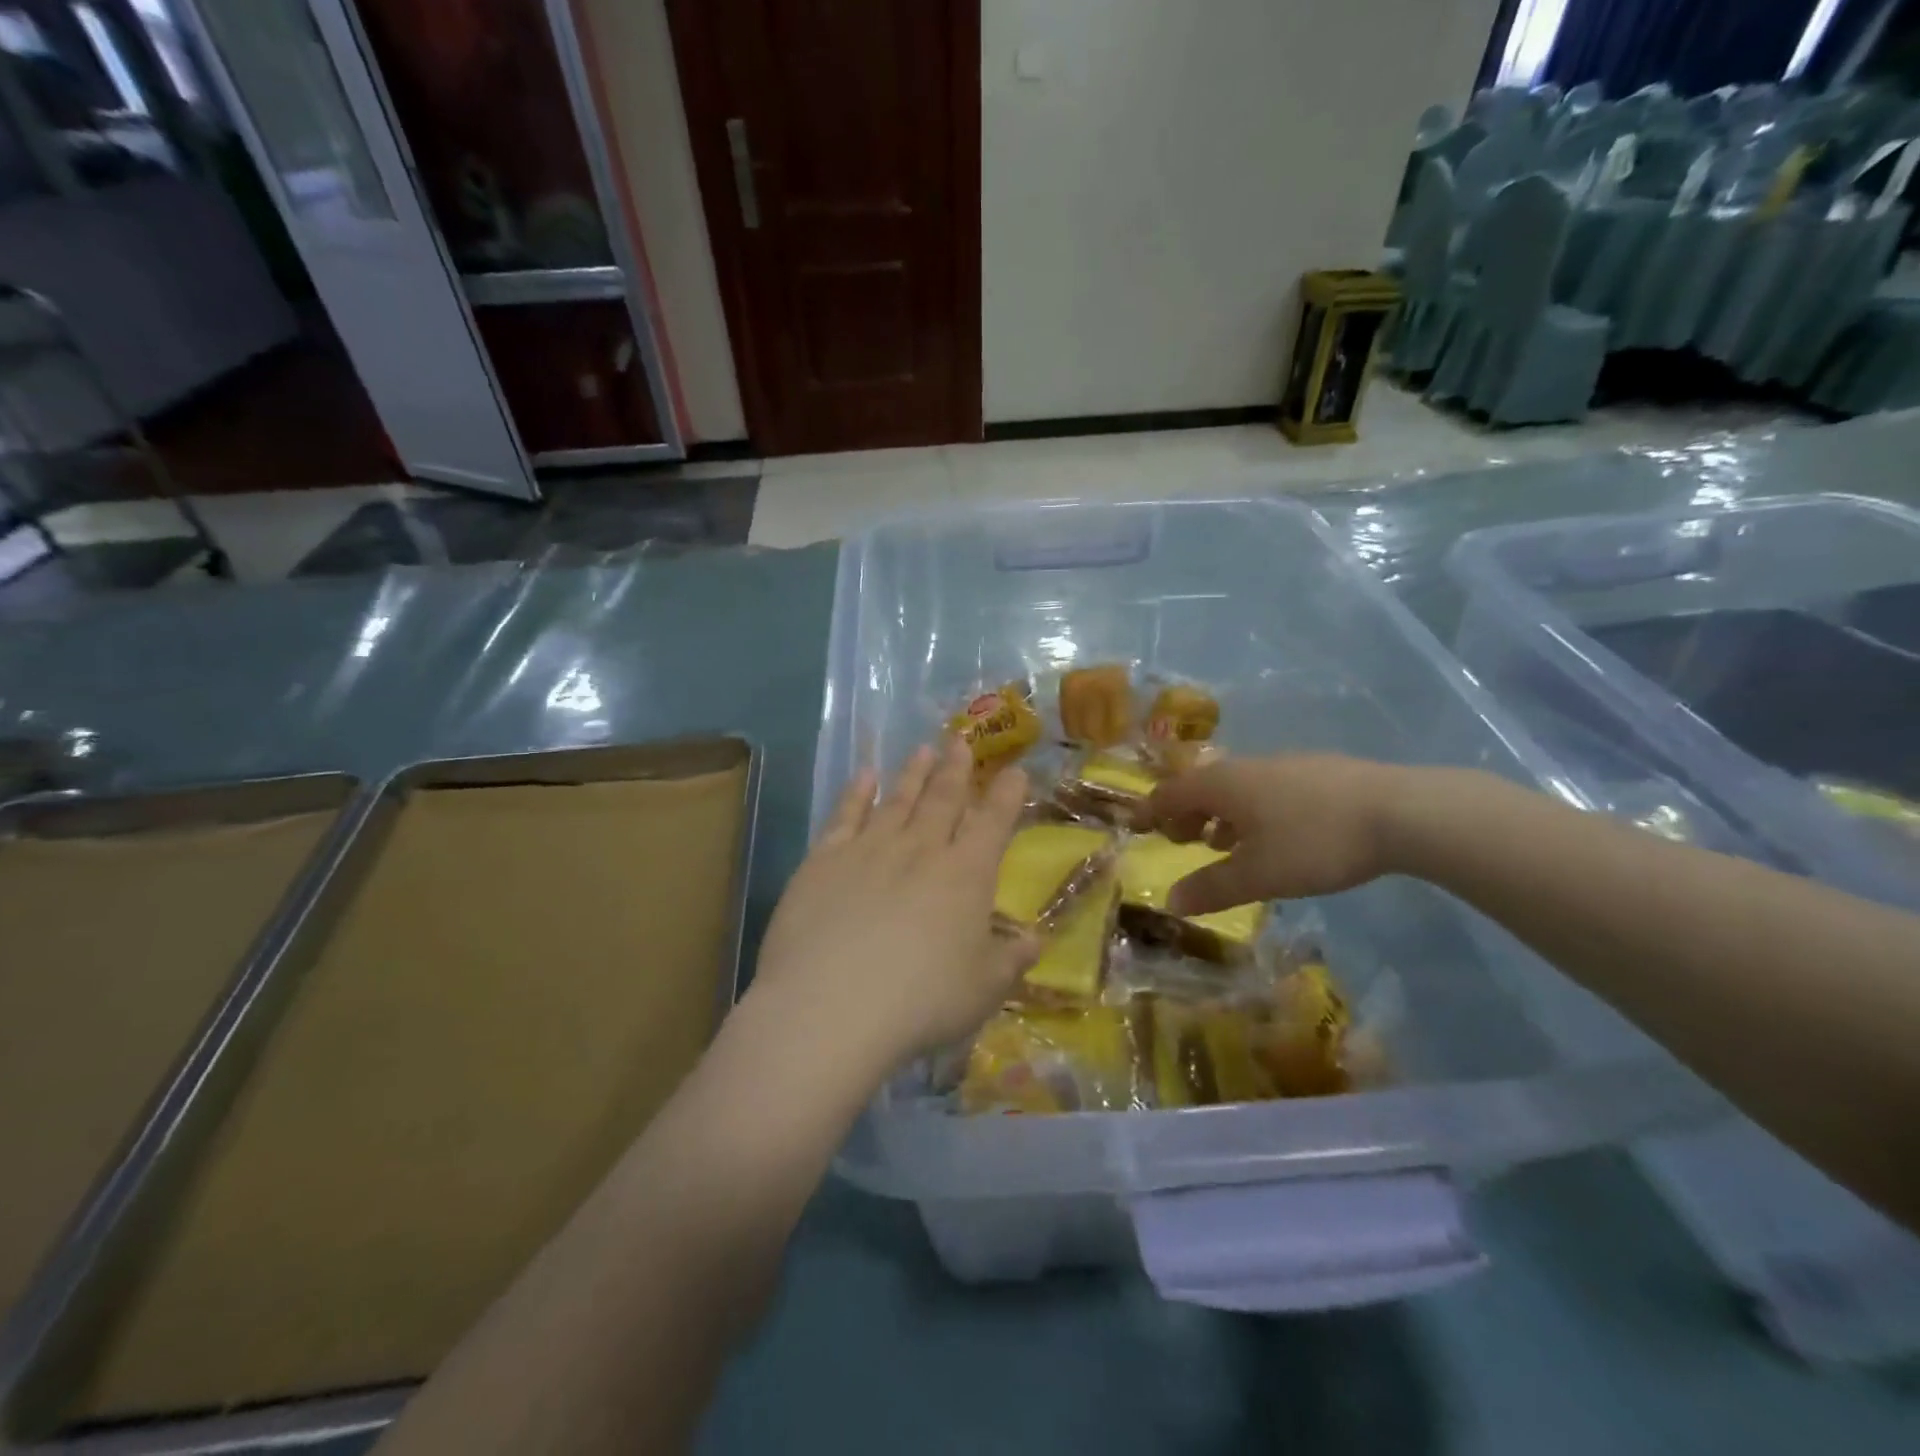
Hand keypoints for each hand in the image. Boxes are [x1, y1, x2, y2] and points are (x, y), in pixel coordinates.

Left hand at [750, 739, 1035, 1072]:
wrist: (831, 1006)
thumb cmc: (921, 1002)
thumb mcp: (983, 990)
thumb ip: (1011, 960)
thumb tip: (1035, 940)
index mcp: (965, 875)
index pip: (993, 823)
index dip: (1006, 795)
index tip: (1014, 770)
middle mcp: (921, 849)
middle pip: (943, 799)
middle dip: (956, 769)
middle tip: (960, 740)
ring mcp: (869, 849)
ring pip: (898, 800)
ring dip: (913, 774)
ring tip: (923, 750)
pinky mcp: (824, 859)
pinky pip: (845, 815)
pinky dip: (856, 792)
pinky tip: (864, 775)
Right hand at [1143, 754, 1403, 912]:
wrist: (1401, 812)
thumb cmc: (1315, 842)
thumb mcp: (1259, 875)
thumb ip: (1212, 888)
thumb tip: (1171, 902)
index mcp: (1222, 785)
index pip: (1169, 794)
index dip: (1148, 812)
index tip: (1134, 827)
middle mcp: (1246, 767)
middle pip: (1200, 786)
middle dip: (1184, 814)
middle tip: (1181, 842)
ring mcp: (1283, 765)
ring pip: (1235, 787)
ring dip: (1218, 814)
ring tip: (1223, 844)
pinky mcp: (1316, 772)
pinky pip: (1264, 788)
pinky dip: (1250, 810)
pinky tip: (1273, 835)